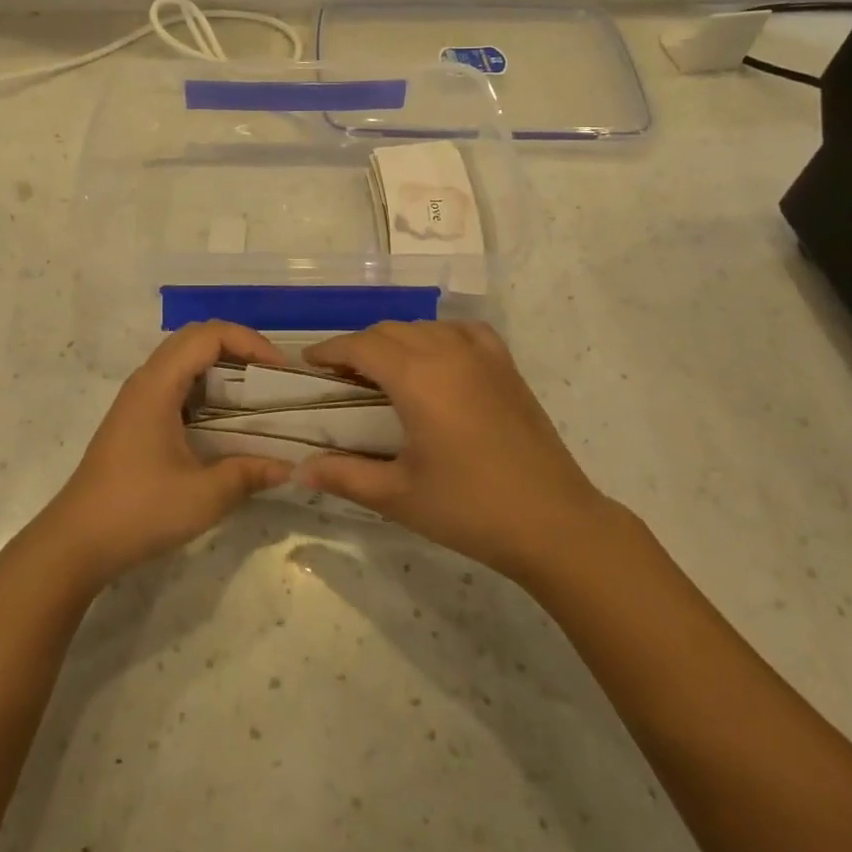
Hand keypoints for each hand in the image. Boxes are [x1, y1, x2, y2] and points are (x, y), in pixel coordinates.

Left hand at [31, 322, 292, 591]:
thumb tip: (289, 466)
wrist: (76, 542)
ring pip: (182, 357)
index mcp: (158, 385)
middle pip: (195, 337)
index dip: (249, 341)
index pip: (208, 336)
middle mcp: (145, 380)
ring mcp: (137, 398)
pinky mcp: (135, 417)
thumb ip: (248, 474)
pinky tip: (223, 416)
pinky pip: (174, 380)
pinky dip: (204, 383)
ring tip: (254, 390)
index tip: (279, 370)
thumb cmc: (138, 511)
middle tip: (270, 375)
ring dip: (220, 363)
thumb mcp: (203, 497)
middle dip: (238, 346)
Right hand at [296, 322, 614, 585]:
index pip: (360, 346)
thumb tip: (298, 470)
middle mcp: (447, 352)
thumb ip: (343, 475)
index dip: (330, 351)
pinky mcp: (506, 366)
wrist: (554, 523)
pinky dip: (439, 336)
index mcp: (417, 378)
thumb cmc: (469, 509)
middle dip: (358, 346)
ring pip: (425, 327)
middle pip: (389, 330)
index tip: (308, 365)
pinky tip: (437, 359)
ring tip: (383, 371)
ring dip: (396, 340)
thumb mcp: (397, 496)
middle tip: (340, 377)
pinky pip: (463, 331)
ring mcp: (482, 355)